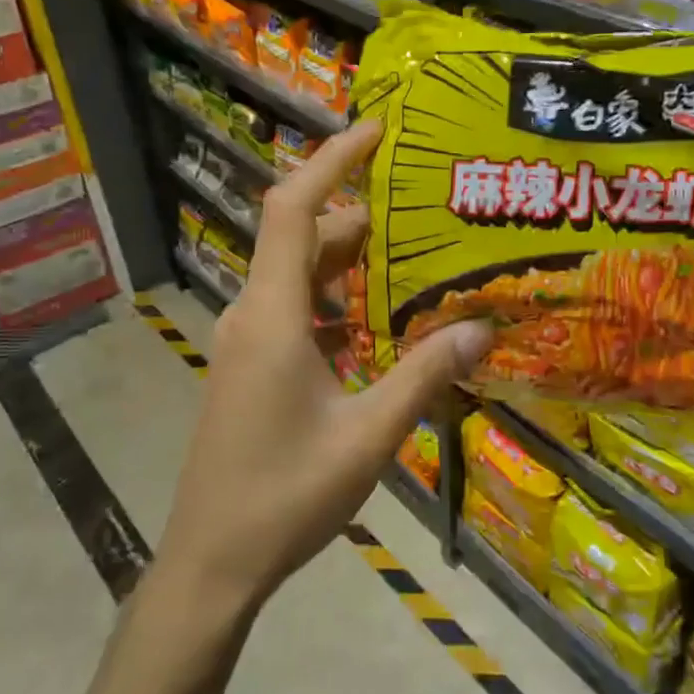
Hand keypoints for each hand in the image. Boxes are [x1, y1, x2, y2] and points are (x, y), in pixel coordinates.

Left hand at [157, 119, 491, 615]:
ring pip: (299, 276)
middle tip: (423, 208)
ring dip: (349, 262)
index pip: (293, 208)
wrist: (211, 562)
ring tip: (412, 259)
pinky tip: (379, 324)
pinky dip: (336, 301)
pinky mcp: (251, 367)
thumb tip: (483, 327)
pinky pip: (296, 310)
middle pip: (302, 238)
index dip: (332, 161)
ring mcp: (247, 341)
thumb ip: (424, 376)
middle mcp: (253, 314)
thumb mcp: (368, 435)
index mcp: (272, 315)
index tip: (376, 131)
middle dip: (360, 217)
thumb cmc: (284, 496)